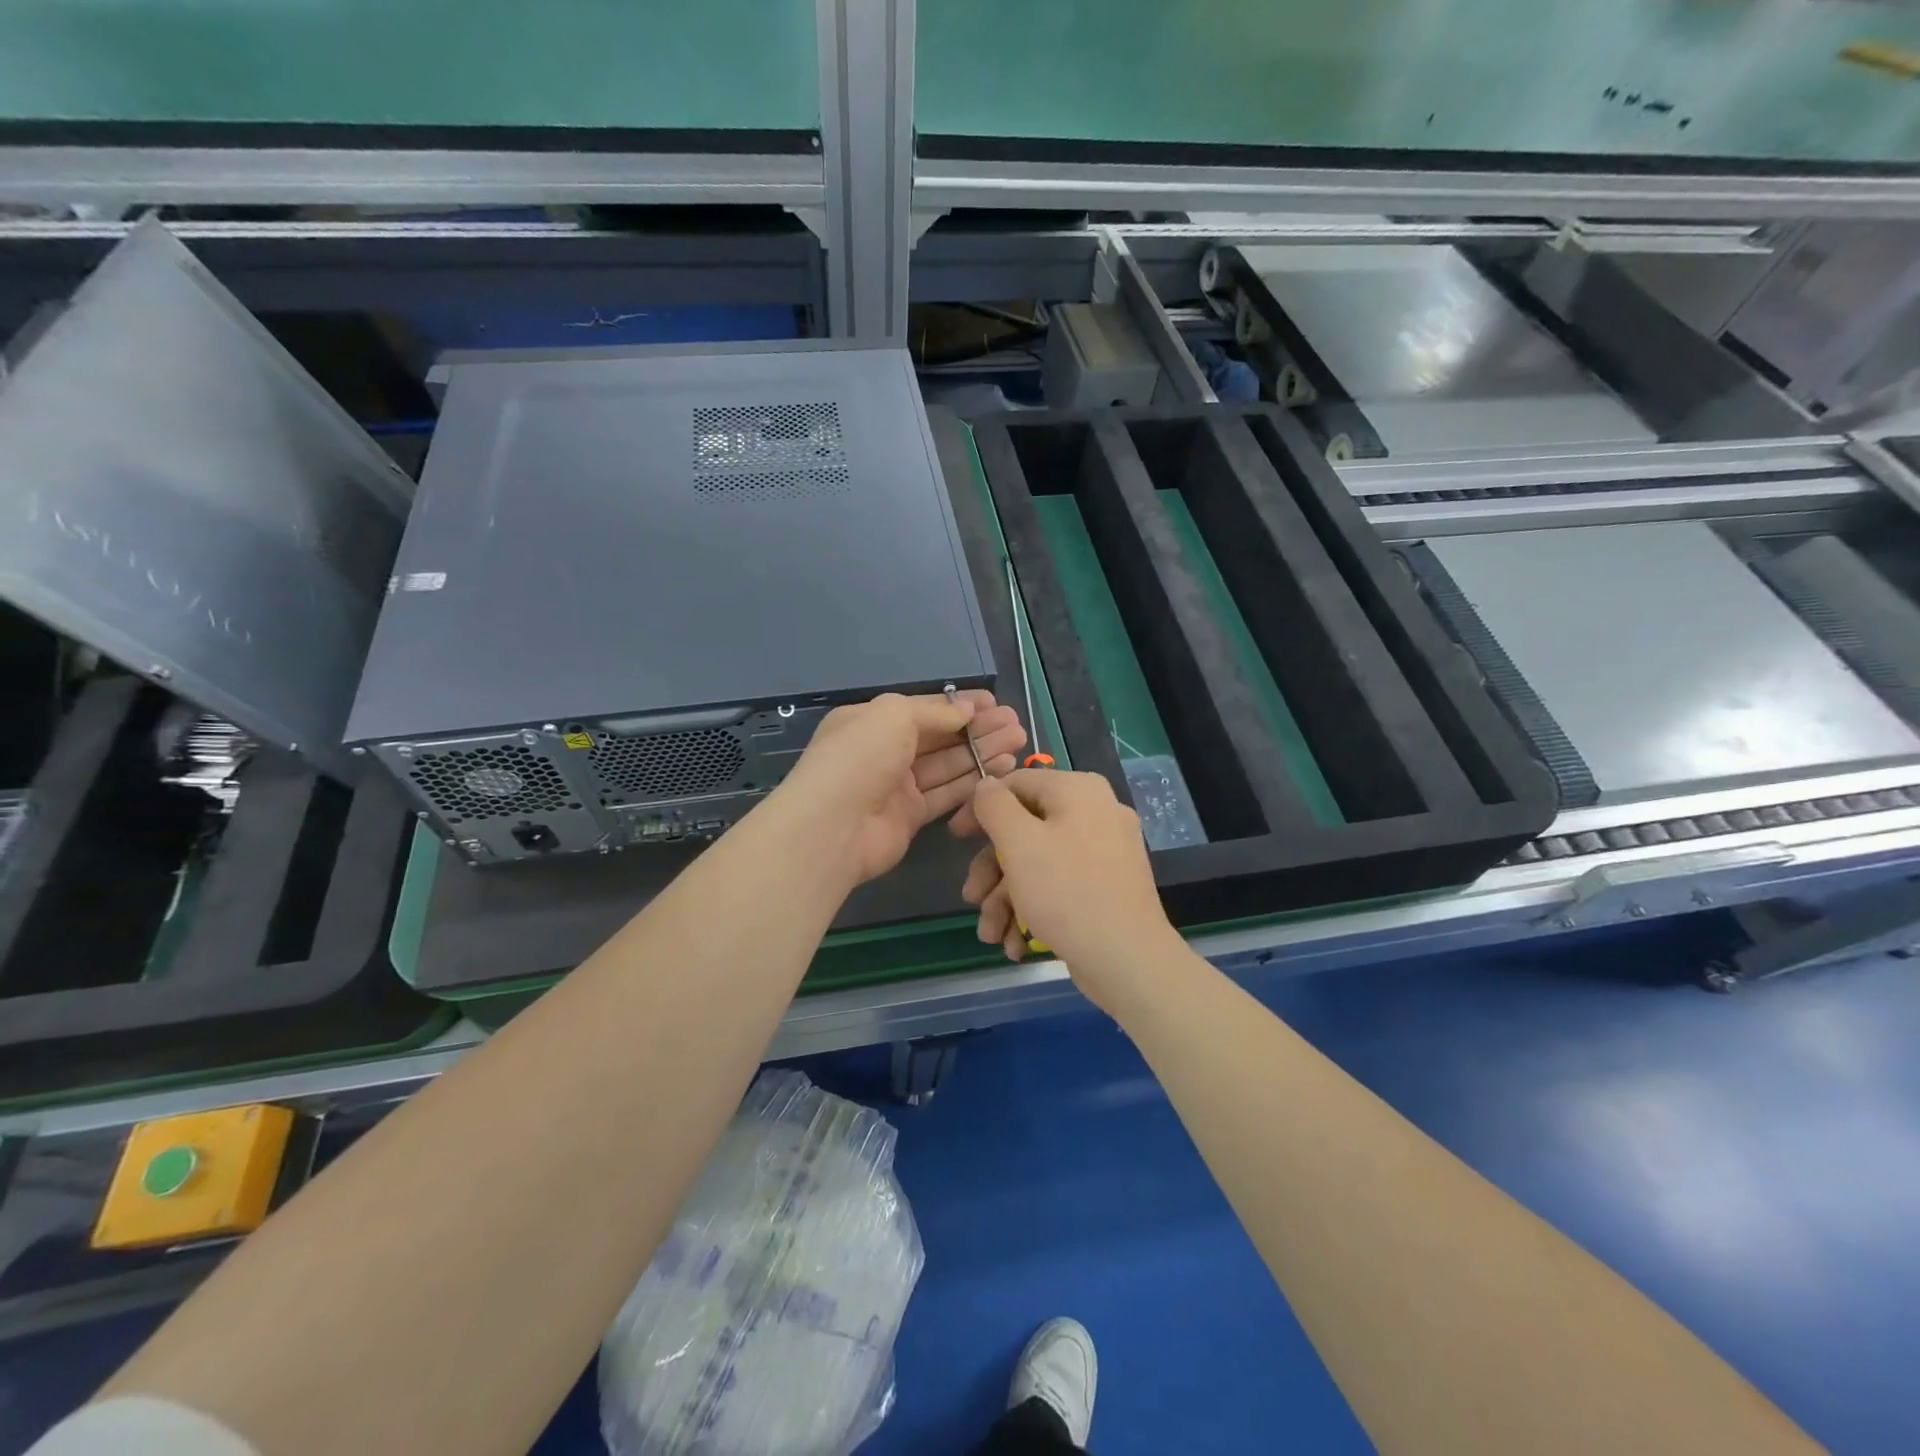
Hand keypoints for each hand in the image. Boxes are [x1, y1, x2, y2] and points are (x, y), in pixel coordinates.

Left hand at [772, 691, 1025, 886]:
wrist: (832, 827)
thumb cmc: (860, 758)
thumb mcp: (894, 716)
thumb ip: (935, 712)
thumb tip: (967, 711)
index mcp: (873, 721)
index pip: (923, 709)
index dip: (959, 705)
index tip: (995, 704)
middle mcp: (885, 751)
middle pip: (940, 737)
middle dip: (978, 729)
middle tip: (1015, 724)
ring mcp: (898, 786)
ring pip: (948, 765)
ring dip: (982, 753)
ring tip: (1018, 743)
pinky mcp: (910, 817)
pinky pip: (946, 794)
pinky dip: (973, 782)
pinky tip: (1001, 770)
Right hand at [961, 769, 1181, 1006]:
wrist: (1127, 959)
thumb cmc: (1067, 892)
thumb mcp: (1019, 843)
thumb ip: (995, 806)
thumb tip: (986, 785)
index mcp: (1078, 791)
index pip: (1016, 784)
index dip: (980, 809)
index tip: (955, 837)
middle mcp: (1095, 813)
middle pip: (1025, 830)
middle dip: (992, 870)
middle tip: (971, 898)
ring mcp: (1104, 852)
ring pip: (1038, 864)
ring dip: (1006, 899)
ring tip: (990, 935)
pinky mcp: (1106, 887)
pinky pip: (1060, 885)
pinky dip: (1033, 911)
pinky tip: (1015, 945)